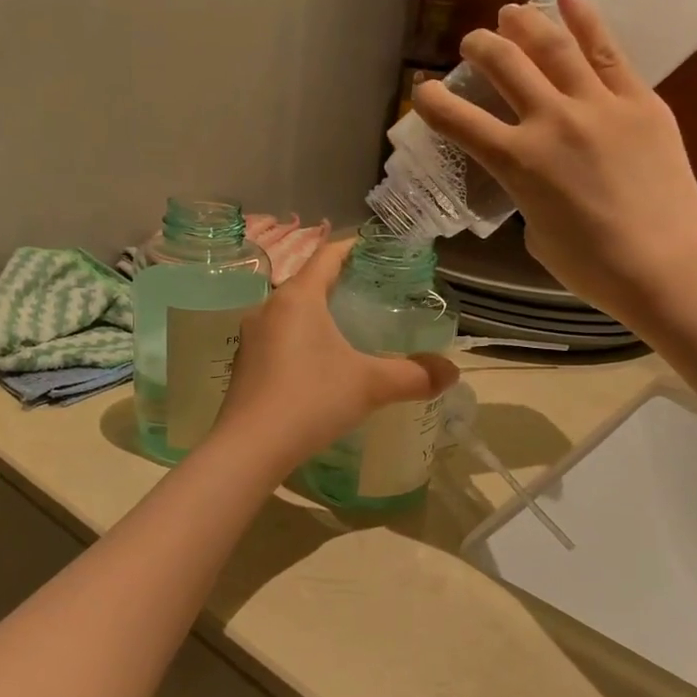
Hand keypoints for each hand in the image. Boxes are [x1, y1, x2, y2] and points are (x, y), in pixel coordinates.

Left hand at [211, 240, 458, 475]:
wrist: (250, 448)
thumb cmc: (311, 400)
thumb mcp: (370, 386)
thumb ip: (414, 375)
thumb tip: (453, 372)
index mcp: (297, 297)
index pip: (327, 254)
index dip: (354, 248)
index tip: (378, 251)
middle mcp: (268, 308)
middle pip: (308, 282)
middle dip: (339, 284)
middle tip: (372, 295)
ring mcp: (251, 338)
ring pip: (291, 312)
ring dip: (318, 315)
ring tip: (349, 329)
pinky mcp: (244, 365)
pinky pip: (278, 338)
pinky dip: (301, 340)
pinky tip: (318, 366)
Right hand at [410, 0, 696, 321]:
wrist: (667, 263)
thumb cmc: (593, 267)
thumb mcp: (537, 235)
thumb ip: (529, 195)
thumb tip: (539, 176)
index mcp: (518, 163)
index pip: (460, 122)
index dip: (432, 103)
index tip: (422, 91)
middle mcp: (551, 122)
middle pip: (505, 66)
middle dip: (480, 48)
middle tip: (471, 43)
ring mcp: (598, 105)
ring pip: (553, 47)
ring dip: (525, 23)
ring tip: (511, 13)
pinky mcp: (640, 100)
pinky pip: (607, 51)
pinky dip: (584, 19)